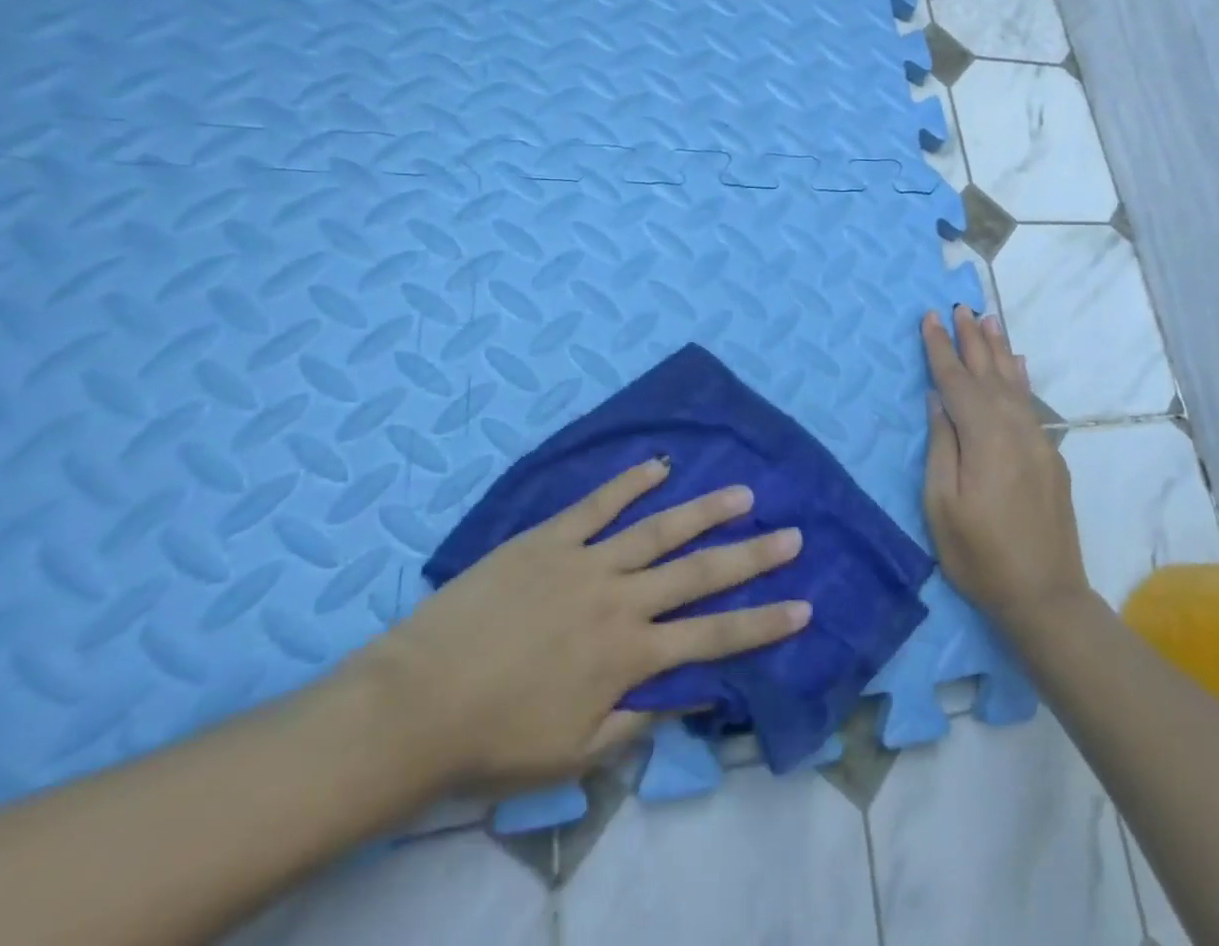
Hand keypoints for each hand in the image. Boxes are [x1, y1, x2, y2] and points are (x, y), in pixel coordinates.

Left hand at [347, 458, 808, 795]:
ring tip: (743, 493)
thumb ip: (639, 720)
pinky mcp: (549, 537)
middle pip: (699, 572)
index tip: (804, 605)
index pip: (713, 637)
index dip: (762, 622)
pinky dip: (630, 482)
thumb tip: (695, 695)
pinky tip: (659, 465)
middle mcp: (620, 600)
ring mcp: (585, 561)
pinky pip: (598, 504)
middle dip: (752, 556)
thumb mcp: (574, 754)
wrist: (414, 704)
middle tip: (792, 535)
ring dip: (705, 510)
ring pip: (658, 529)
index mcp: (628, 655)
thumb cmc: (494, 741)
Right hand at [922, 307, 1089, 637]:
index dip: (940, 348)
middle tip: (960, 306)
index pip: (956, 380)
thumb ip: (941, 445)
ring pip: (1014, 383)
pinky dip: (1021, 379)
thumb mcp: (942, 505)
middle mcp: (1014, 428)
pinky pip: (1031, 403)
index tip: (930, 316)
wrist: (1046, 596)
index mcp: (984, 436)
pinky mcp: (1050, 457)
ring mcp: (1037, 441)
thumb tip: (938, 399)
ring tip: (989, 318)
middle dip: (971, 338)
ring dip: (999, 349)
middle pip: (988, 372)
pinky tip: (1018, 365)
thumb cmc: (980, 555)